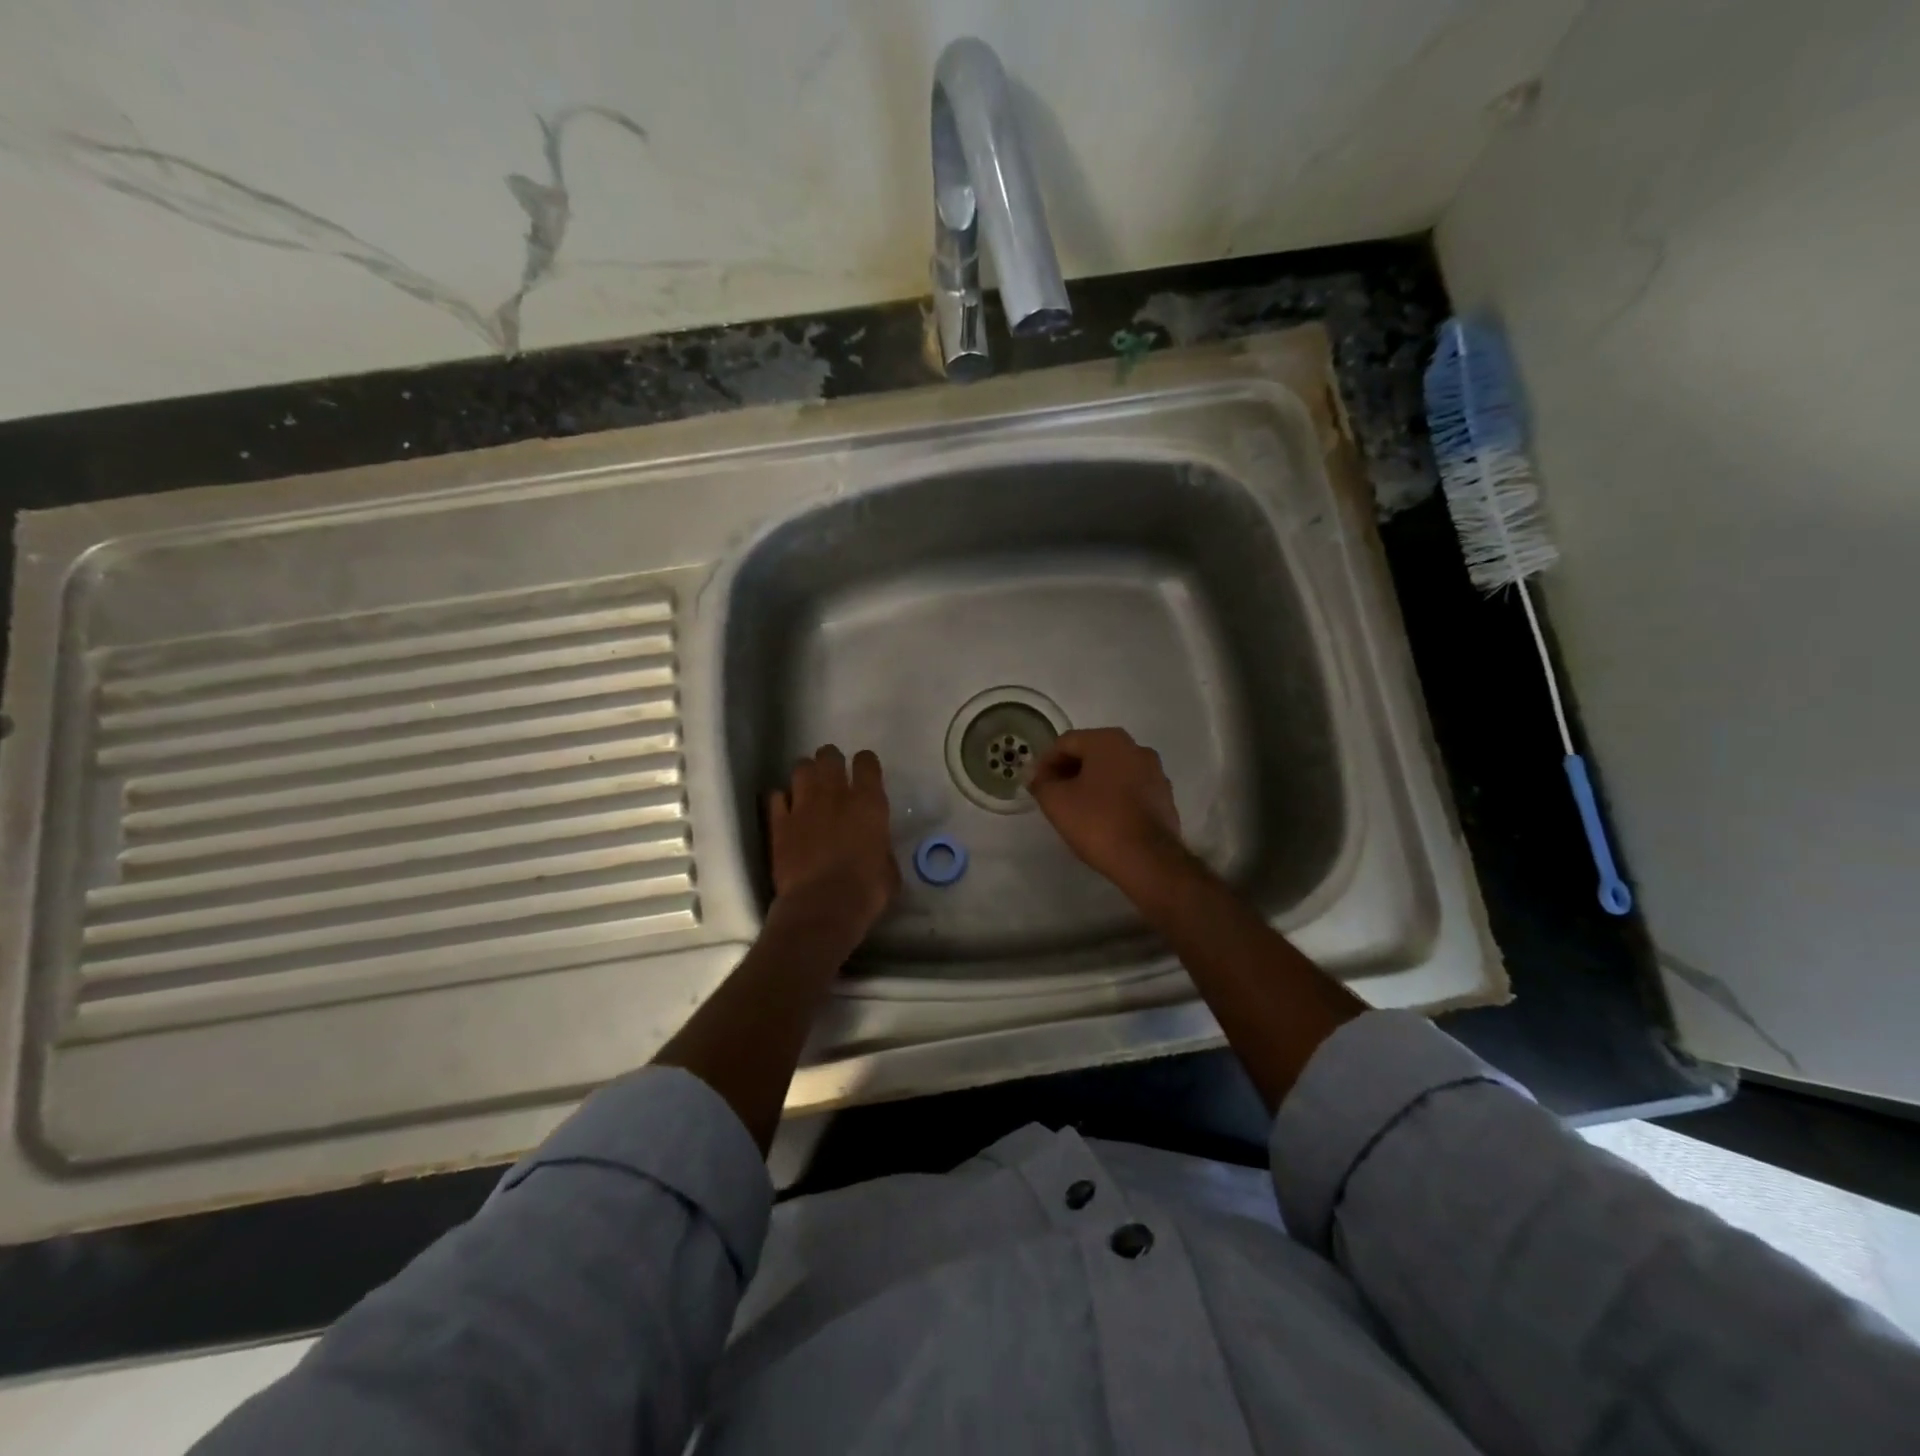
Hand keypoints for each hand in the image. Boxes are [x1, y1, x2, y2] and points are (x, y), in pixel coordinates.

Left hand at [768, 745, 900, 941]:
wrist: (822, 907)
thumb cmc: (866, 891)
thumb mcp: (889, 870)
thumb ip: (881, 849)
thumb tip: (875, 849)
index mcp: (868, 803)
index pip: (867, 763)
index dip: (866, 764)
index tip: (865, 772)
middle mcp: (835, 795)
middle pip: (829, 757)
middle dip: (831, 761)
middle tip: (833, 775)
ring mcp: (803, 806)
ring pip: (801, 768)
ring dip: (806, 775)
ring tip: (809, 788)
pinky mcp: (778, 823)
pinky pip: (775, 797)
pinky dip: (781, 800)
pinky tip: (786, 810)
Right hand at [1028, 728, 1184, 890]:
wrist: (1148, 859)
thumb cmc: (1097, 822)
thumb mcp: (1056, 801)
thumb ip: (1041, 782)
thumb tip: (1036, 776)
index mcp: (1108, 741)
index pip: (1066, 742)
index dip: (1046, 762)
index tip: (1036, 784)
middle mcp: (1136, 748)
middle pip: (1092, 753)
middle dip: (1069, 771)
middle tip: (1052, 794)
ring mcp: (1155, 772)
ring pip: (1113, 771)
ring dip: (1092, 783)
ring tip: (1076, 807)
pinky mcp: (1164, 797)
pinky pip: (1130, 789)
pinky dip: (1113, 796)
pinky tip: (1102, 818)